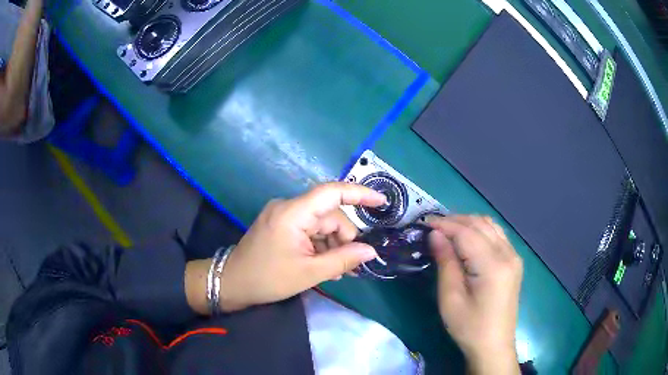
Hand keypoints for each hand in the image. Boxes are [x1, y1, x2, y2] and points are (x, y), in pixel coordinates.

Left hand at [218, 182, 385, 311]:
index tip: (381, 202)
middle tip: (350, 267)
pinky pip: (309, 230)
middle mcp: (289, 207)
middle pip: (329, 215)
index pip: (331, 192)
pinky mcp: (281, 225)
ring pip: (321, 224)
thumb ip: (343, 260)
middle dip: (343, 239)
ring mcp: (284, 215)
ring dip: (332, 246)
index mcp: (293, 213)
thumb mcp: (309, 273)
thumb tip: (370, 251)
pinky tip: (323, 266)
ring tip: (336, 272)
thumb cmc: (268, 279)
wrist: (232, 283)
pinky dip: (320, 245)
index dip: (359, 194)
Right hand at [429, 216, 522, 374]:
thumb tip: (436, 234)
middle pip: (480, 224)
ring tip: (448, 231)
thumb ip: (446, 262)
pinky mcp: (514, 262)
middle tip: (433, 227)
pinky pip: (497, 235)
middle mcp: (508, 254)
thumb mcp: (451, 298)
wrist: (494, 345)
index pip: (467, 233)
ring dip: (468, 223)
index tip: (424, 222)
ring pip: (491, 226)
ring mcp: (514, 257)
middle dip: (456, 220)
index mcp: (493, 266)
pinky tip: (468, 239)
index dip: (445, 224)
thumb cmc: (469, 327)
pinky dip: (480, 230)